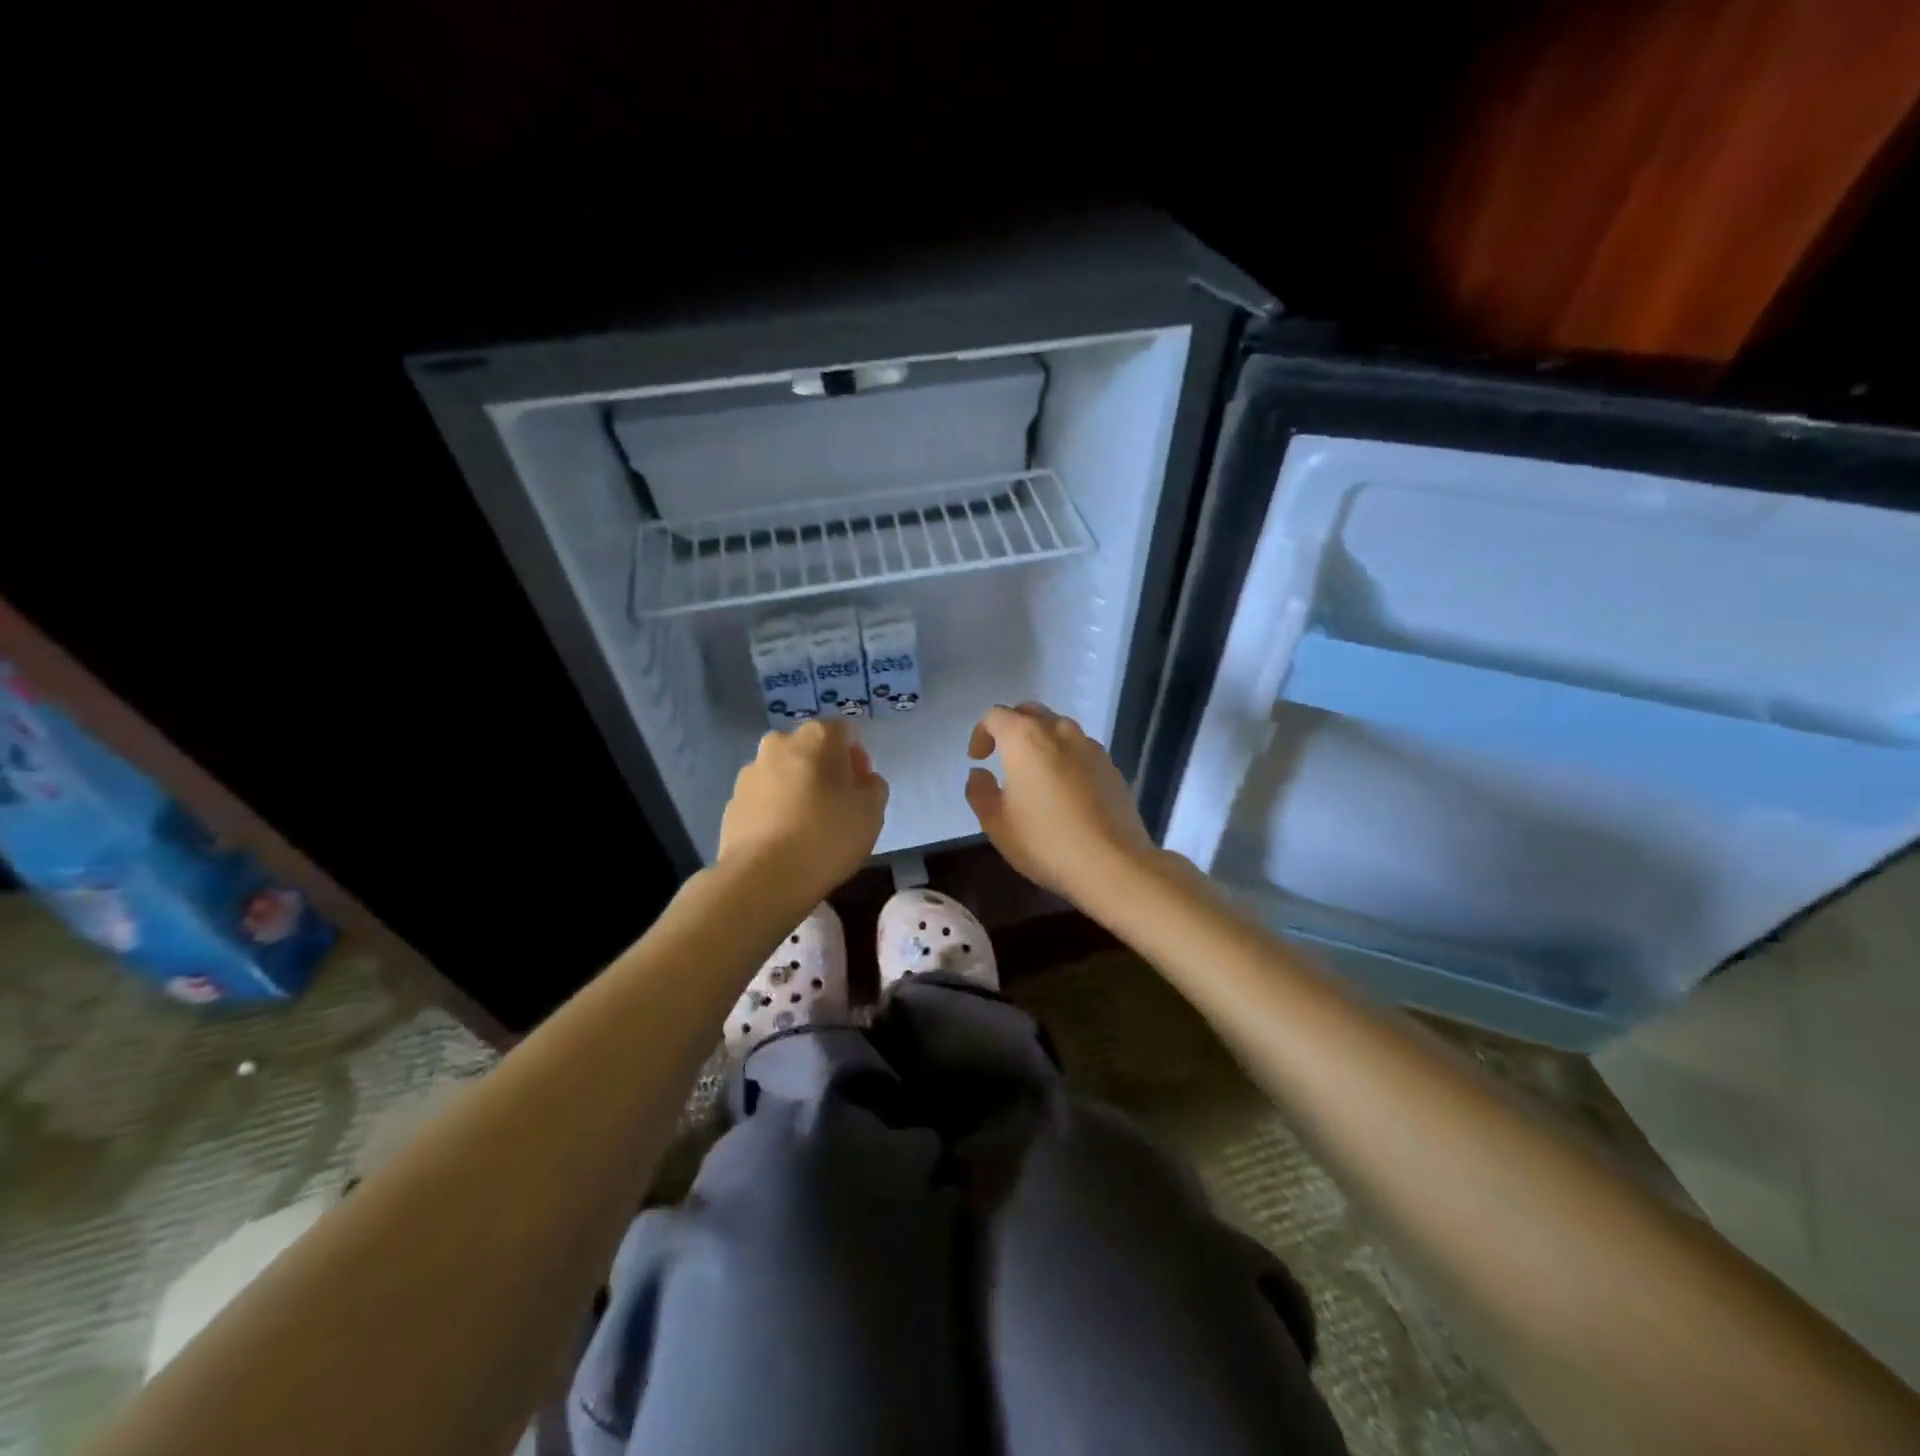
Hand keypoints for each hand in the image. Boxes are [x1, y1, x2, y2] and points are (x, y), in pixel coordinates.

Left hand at [718, 719, 888, 899]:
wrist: (762, 878)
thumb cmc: (826, 837)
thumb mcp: (872, 813)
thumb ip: (874, 787)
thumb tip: (863, 780)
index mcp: (816, 737)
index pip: (843, 731)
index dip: (855, 756)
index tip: (859, 787)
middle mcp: (779, 744)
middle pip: (809, 748)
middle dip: (823, 768)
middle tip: (836, 804)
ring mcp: (750, 772)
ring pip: (783, 772)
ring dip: (796, 788)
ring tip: (807, 826)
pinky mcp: (731, 802)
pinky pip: (763, 798)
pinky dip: (774, 809)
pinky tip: (783, 840)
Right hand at [965, 702, 1156, 903]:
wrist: (1113, 864)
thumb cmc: (1046, 842)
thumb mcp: (997, 824)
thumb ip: (980, 792)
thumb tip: (980, 773)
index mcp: (1025, 739)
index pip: (996, 715)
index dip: (981, 733)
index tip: (978, 759)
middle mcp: (1059, 731)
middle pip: (1030, 712)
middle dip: (1011, 728)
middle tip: (1003, 756)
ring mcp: (1090, 746)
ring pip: (1058, 728)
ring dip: (1040, 740)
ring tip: (1034, 773)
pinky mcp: (1111, 766)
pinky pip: (1080, 749)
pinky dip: (1065, 757)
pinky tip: (1064, 789)